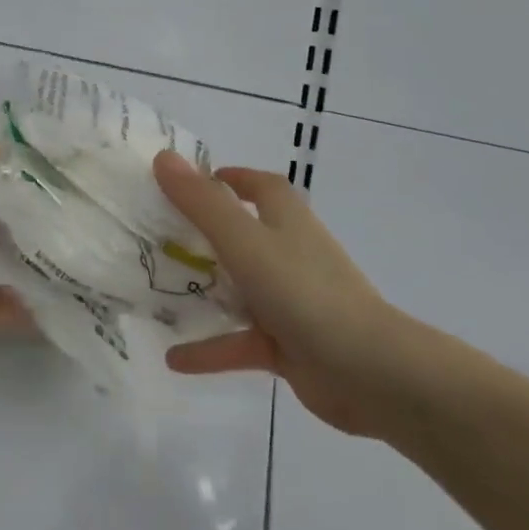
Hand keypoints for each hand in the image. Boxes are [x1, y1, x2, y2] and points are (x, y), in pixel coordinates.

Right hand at [154, 151, 418, 436]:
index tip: (193, 182)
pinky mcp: (289, 344)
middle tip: (159, 235)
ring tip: (157, 291)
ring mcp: (290, 300)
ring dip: (204, 291)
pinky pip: (241, 341)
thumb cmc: (304, 291)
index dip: (231, 178)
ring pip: (239, 288)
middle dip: (204, 234)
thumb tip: (163, 157)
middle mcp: (289, 253)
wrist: (371, 373)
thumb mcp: (243, 240)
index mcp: (286, 220)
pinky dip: (210, 348)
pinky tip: (173, 358)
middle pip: (243, 234)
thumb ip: (201, 202)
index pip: (260, 187)